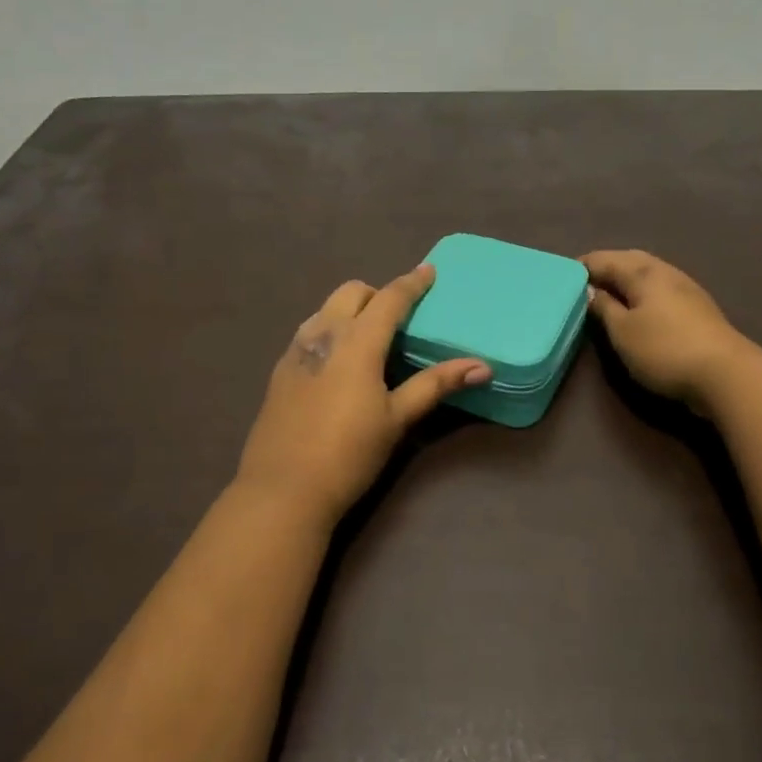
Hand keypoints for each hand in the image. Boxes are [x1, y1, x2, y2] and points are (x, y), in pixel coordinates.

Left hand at [236, 264, 490, 521]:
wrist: (283, 490)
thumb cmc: (349, 453)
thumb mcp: (397, 419)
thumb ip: (435, 385)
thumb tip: (481, 366)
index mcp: (357, 342)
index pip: (389, 299)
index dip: (412, 283)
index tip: (429, 271)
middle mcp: (323, 334)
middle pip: (352, 292)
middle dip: (377, 294)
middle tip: (398, 319)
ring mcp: (296, 350)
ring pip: (326, 309)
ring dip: (350, 310)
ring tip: (369, 339)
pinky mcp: (280, 370)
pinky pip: (309, 331)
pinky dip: (330, 330)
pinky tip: (338, 364)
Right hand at [583, 249, 761, 415]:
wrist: (726, 374)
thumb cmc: (664, 350)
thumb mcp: (623, 332)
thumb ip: (603, 308)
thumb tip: (590, 290)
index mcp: (643, 272)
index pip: (604, 259)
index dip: (581, 266)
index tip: (562, 276)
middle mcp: (665, 272)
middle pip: (629, 260)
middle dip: (605, 267)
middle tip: (583, 282)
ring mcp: (686, 288)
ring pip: (647, 274)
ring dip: (625, 279)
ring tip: (606, 294)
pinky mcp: (697, 308)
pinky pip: (660, 289)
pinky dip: (642, 292)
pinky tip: (638, 307)